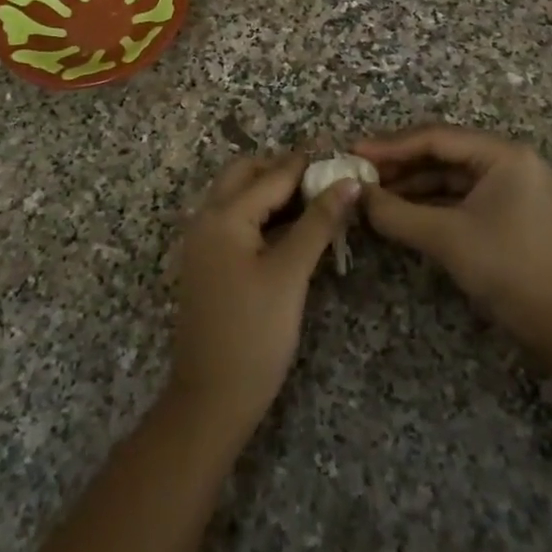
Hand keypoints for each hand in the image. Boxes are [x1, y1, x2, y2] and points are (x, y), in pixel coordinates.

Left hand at [167, 153, 356, 438]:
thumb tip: (349, 182)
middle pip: (246, 174)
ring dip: (273, 191)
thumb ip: (319, 222)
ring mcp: (203, 241)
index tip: (342, 152)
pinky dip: (263, 214)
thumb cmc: (254, 334)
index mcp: (224, 215)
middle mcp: (206, 218)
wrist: (211, 398)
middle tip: (327, 178)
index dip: (309, 162)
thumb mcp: (291, 274)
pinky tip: (294, 227)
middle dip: (285, 169)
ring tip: (318, 199)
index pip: (273, 174)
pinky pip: (236, 221)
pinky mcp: (208, 262)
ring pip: (239, 196)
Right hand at [355, 125, 551, 349]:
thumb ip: (395, 213)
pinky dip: (428, 202)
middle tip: (360, 172)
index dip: (391, 145)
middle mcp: (508, 161)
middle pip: (443, 152)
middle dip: (399, 164)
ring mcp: (509, 186)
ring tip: (372, 193)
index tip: (354, 152)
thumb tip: (356, 196)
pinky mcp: (505, 211)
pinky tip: (398, 210)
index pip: (437, 138)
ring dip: (411, 184)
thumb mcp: (444, 237)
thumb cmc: (506, 267)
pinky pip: (459, 195)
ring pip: (449, 175)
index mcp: (503, 155)